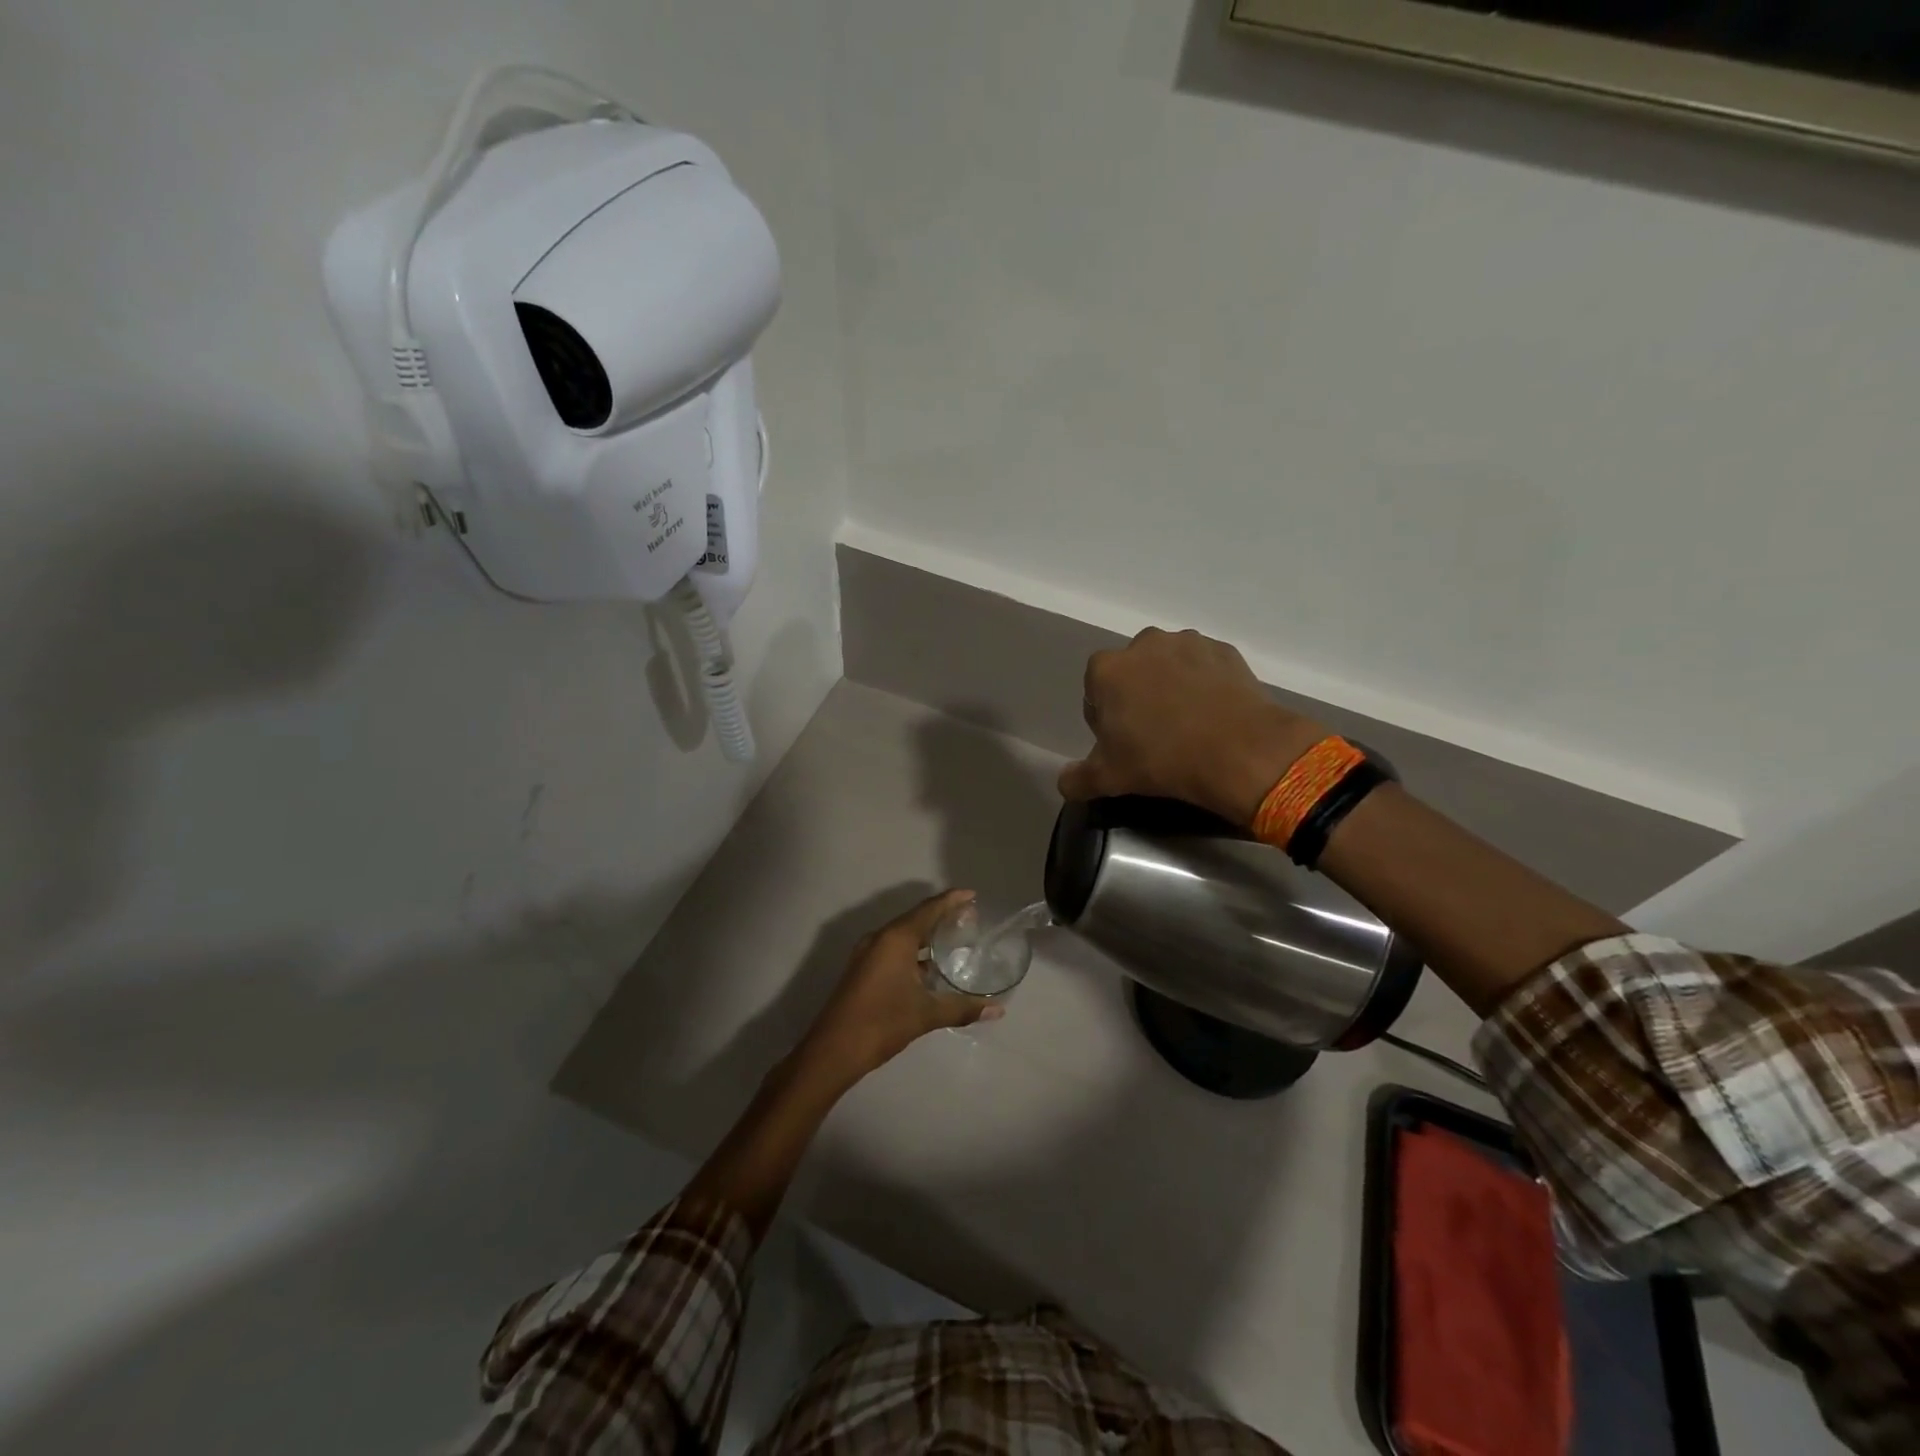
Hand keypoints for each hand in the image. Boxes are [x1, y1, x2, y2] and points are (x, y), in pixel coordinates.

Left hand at [797, 890, 1004, 1086]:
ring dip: (926, 935)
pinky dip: (914, 950)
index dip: (951, 900)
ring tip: (954, 940)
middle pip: (916, 918)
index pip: (929, 909)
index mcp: (896, 938)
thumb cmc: (882, 1022)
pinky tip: (929, 967)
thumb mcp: (926, 1014)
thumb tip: (997, 1009)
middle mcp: (880, 938)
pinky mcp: (863, 969)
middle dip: (942, 916)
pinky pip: (893, 949)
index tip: (972, 895)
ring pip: (903, 935)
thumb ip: (962, 1008)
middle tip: (969, 918)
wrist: (833, 1050)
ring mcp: (868, 953)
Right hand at [1060, 628, 1326, 826]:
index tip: (1122, 744)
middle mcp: (1143, 644)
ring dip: (1171, 687)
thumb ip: (1077, 779)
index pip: (1095, 693)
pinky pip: (1204, 668)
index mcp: (1107, 670)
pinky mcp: (1224, 651)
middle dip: (1137, 697)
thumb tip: (1065, 781)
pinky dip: (1204, 685)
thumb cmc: (1162, 760)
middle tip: (1154, 736)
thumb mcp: (1109, 778)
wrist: (1239, 751)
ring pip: (1168, 667)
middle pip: (1131, 674)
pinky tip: (1213, 715)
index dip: (1105, 720)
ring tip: (1188, 725)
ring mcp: (1187, 643)